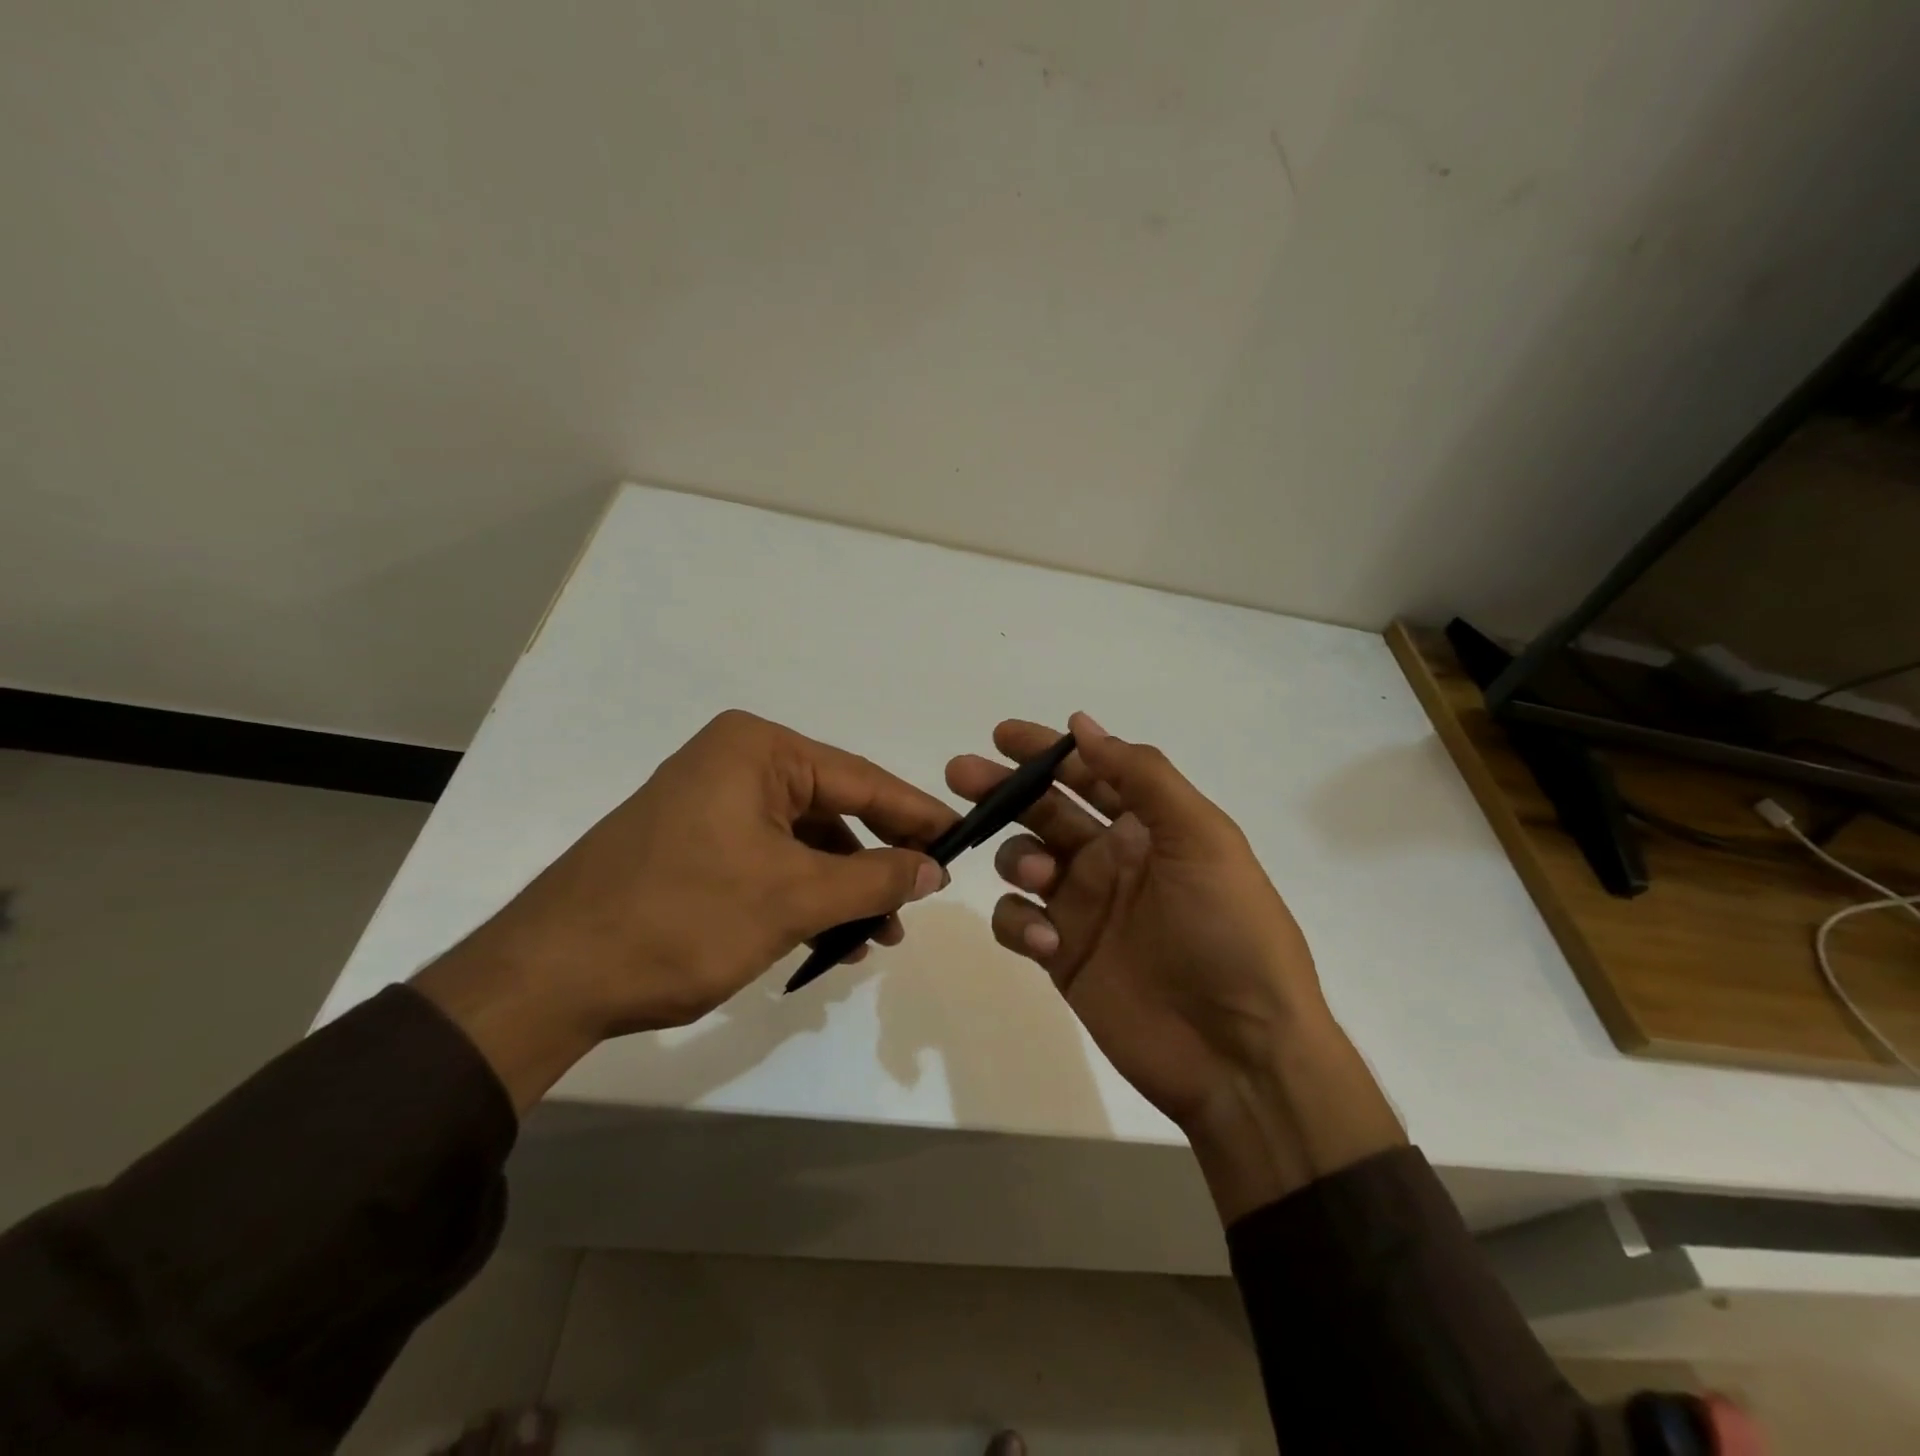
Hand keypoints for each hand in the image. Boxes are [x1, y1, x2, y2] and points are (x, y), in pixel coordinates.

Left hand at [418, 710, 954, 1109]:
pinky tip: (831, 939)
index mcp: (758, 751)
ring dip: (844, 887)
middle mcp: (736, 763)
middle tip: (922, 899)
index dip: (916, 815)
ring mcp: (712, 804)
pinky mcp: (696, 843)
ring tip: (878, 936)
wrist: (549, 977)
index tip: (963, 843)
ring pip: (805, 841)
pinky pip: (772, 860)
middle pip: (835, 808)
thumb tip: (935, 868)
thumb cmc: (680, 919)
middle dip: (878, 860)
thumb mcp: (791, 898)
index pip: (861, 779)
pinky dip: (805, 896)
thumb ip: (873, 879)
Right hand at [946, 712, 1402, 1219]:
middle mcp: (1111, 859)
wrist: (1240, 1053)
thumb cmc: (1229, 932)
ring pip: (1022, 860)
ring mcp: (1083, 908)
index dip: (1046, 751)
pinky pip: (1017, 921)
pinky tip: (1045, 942)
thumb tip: (1082, 723)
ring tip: (1039, 877)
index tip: (1002, 735)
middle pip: (1044, 809)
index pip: (1088, 772)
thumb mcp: (1202, 838)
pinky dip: (1018, 922)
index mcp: (1148, 826)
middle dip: (1004, 789)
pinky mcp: (1062, 956)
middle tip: (962, 774)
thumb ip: (1142, 776)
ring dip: (1017, 857)